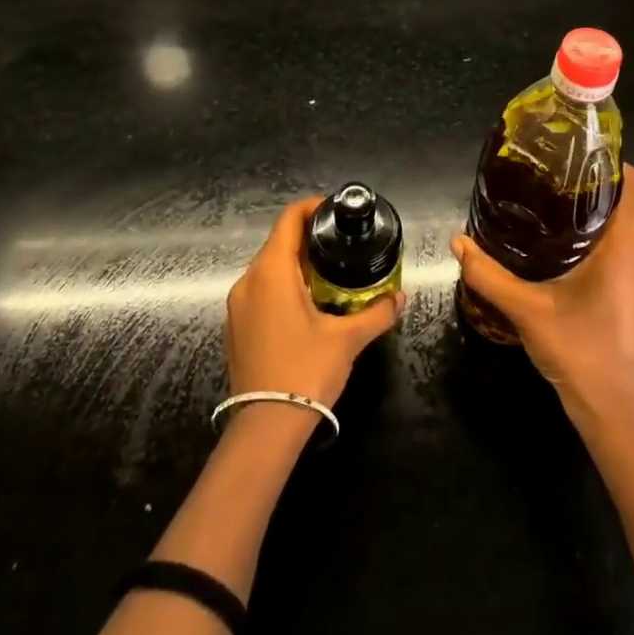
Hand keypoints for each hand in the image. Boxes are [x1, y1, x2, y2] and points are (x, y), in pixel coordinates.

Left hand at [225, 197, 404, 406]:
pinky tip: (305, 306)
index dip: (311, 207)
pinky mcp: (234, 328)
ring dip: (295, 266)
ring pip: (267, 270)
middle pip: (277, 243)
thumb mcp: (348, 339)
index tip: (335, 211)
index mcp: (272, 272)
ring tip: (328, 276)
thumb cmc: (306, 371)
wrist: (265, 427)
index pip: (288, 220)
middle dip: (308, 240)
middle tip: (340, 246)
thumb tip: (400, 297)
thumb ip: (377, 312)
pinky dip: (281, 288)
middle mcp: (248, 281)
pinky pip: (259, 293)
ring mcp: (236, 306)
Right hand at [452, 164, 633, 431]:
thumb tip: (458, 242)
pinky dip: (591, 240)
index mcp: (623, 247)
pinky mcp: (631, 293)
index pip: (632, 184)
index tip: (575, 152)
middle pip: (620, 203)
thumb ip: (489, 275)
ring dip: (587, 216)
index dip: (609, 161)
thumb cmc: (578, 351)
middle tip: (545, 179)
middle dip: (586, 187)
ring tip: (545, 208)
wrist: (610, 408)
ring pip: (617, 229)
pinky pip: (615, 250)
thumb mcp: (527, 310)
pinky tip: (557, 249)